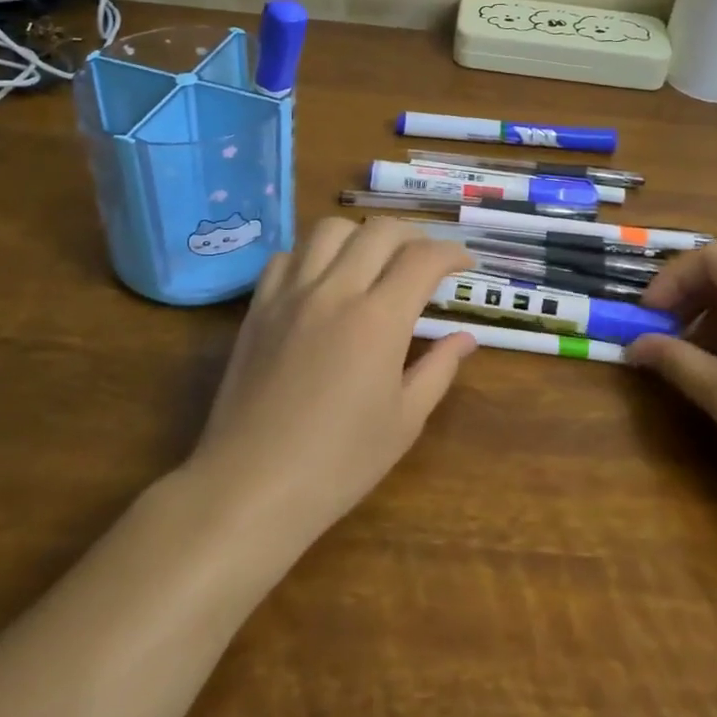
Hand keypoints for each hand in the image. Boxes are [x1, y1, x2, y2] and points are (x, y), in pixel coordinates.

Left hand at [187, 218, 475, 553]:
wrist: (251, 486)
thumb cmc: (338, 464)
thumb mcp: (404, 422)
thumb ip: (438, 369)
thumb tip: (465, 339)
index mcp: (378, 320)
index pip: (423, 259)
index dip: (452, 253)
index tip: (464, 264)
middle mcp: (335, 291)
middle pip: (380, 230)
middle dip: (414, 236)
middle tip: (426, 260)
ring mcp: (291, 294)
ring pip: (330, 229)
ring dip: (362, 235)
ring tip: (374, 261)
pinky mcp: (258, 307)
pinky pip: (287, 256)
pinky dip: (312, 255)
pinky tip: (321, 280)